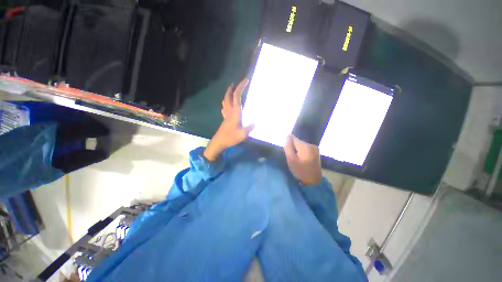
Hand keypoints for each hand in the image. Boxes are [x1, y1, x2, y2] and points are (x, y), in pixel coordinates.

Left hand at [203, 78, 254, 160]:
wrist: (219, 142)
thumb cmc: (231, 137)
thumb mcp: (243, 134)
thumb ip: (250, 127)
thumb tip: (256, 122)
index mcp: (235, 113)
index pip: (237, 96)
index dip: (240, 87)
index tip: (245, 80)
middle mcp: (229, 111)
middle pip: (228, 96)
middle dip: (232, 88)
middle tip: (235, 83)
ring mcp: (226, 115)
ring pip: (225, 101)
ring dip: (227, 94)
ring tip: (231, 90)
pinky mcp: (224, 119)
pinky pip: (224, 107)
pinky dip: (226, 102)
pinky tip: (227, 104)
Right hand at [284, 135, 321, 184]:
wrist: (313, 182)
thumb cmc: (301, 171)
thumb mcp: (291, 160)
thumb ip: (288, 147)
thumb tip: (287, 136)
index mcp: (305, 146)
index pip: (293, 138)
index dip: (288, 145)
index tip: (289, 153)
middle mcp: (311, 145)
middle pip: (297, 141)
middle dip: (293, 148)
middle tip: (293, 158)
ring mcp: (314, 148)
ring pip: (300, 145)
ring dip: (296, 150)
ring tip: (297, 160)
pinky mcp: (315, 151)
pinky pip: (304, 148)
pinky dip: (301, 152)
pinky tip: (301, 160)